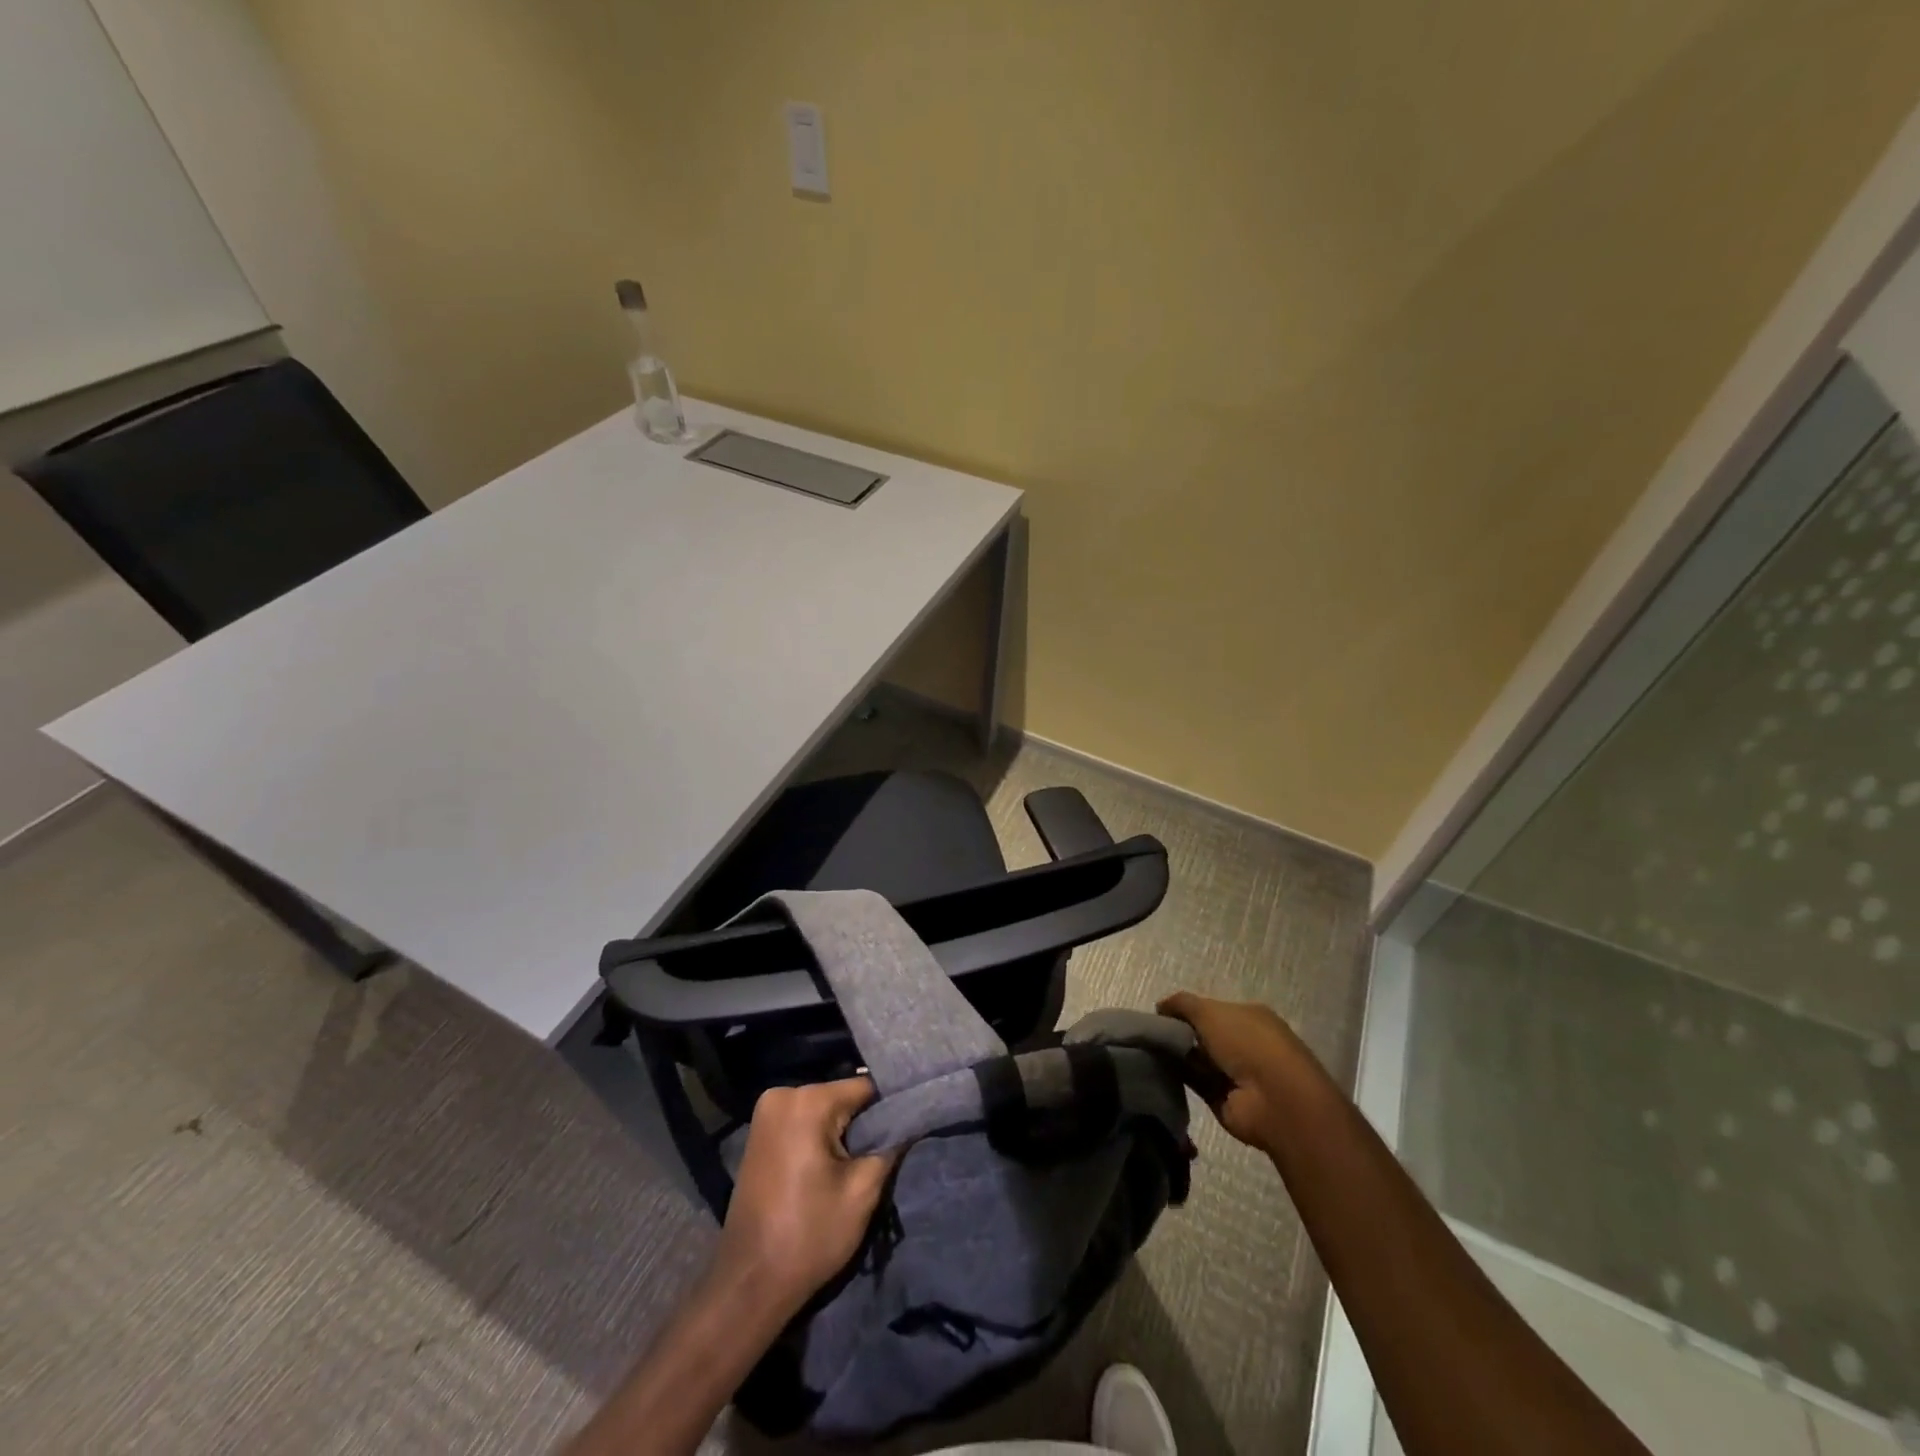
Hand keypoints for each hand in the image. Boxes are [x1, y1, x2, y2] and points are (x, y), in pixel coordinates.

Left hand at [713, 1077, 897, 1318]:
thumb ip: (890, 1145)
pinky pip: (802, 1121)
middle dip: (861, 1124)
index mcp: (807, 1101)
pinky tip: (826, 1169)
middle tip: (875, 1158)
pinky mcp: (758, 1132)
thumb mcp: (863, 1191)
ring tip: (851, 1167)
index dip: (887, 1111)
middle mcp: (782, 1094)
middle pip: (841, 1097)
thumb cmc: (809, 1235)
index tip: (901, 1136)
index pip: (865, 1088)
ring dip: (840, 1133)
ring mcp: (765, 1112)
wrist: (749, 1283)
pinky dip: (818, 1138)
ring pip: (823, 1110)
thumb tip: (910, 1120)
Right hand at [1158, 991, 1310, 1153]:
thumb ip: (1182, 1004)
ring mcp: (1238, 1074)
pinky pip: (1196, 1084)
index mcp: (1250, 1016)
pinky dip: (1180, 1078)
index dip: (1187, 1011)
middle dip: (1180, 1033)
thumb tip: (1160, 1006)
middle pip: (1205, 1035)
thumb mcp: (1209, 1011)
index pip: (1212, 1009)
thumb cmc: (1247, 1043)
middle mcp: (1246, 1043)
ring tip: (1149, 1051)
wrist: (1275, 1101)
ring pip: (1198, 1060)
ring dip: (1178, 1056)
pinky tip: (1158, 1071)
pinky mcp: (1227, 1100)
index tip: (1161, 1015)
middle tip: (1152, 1034)